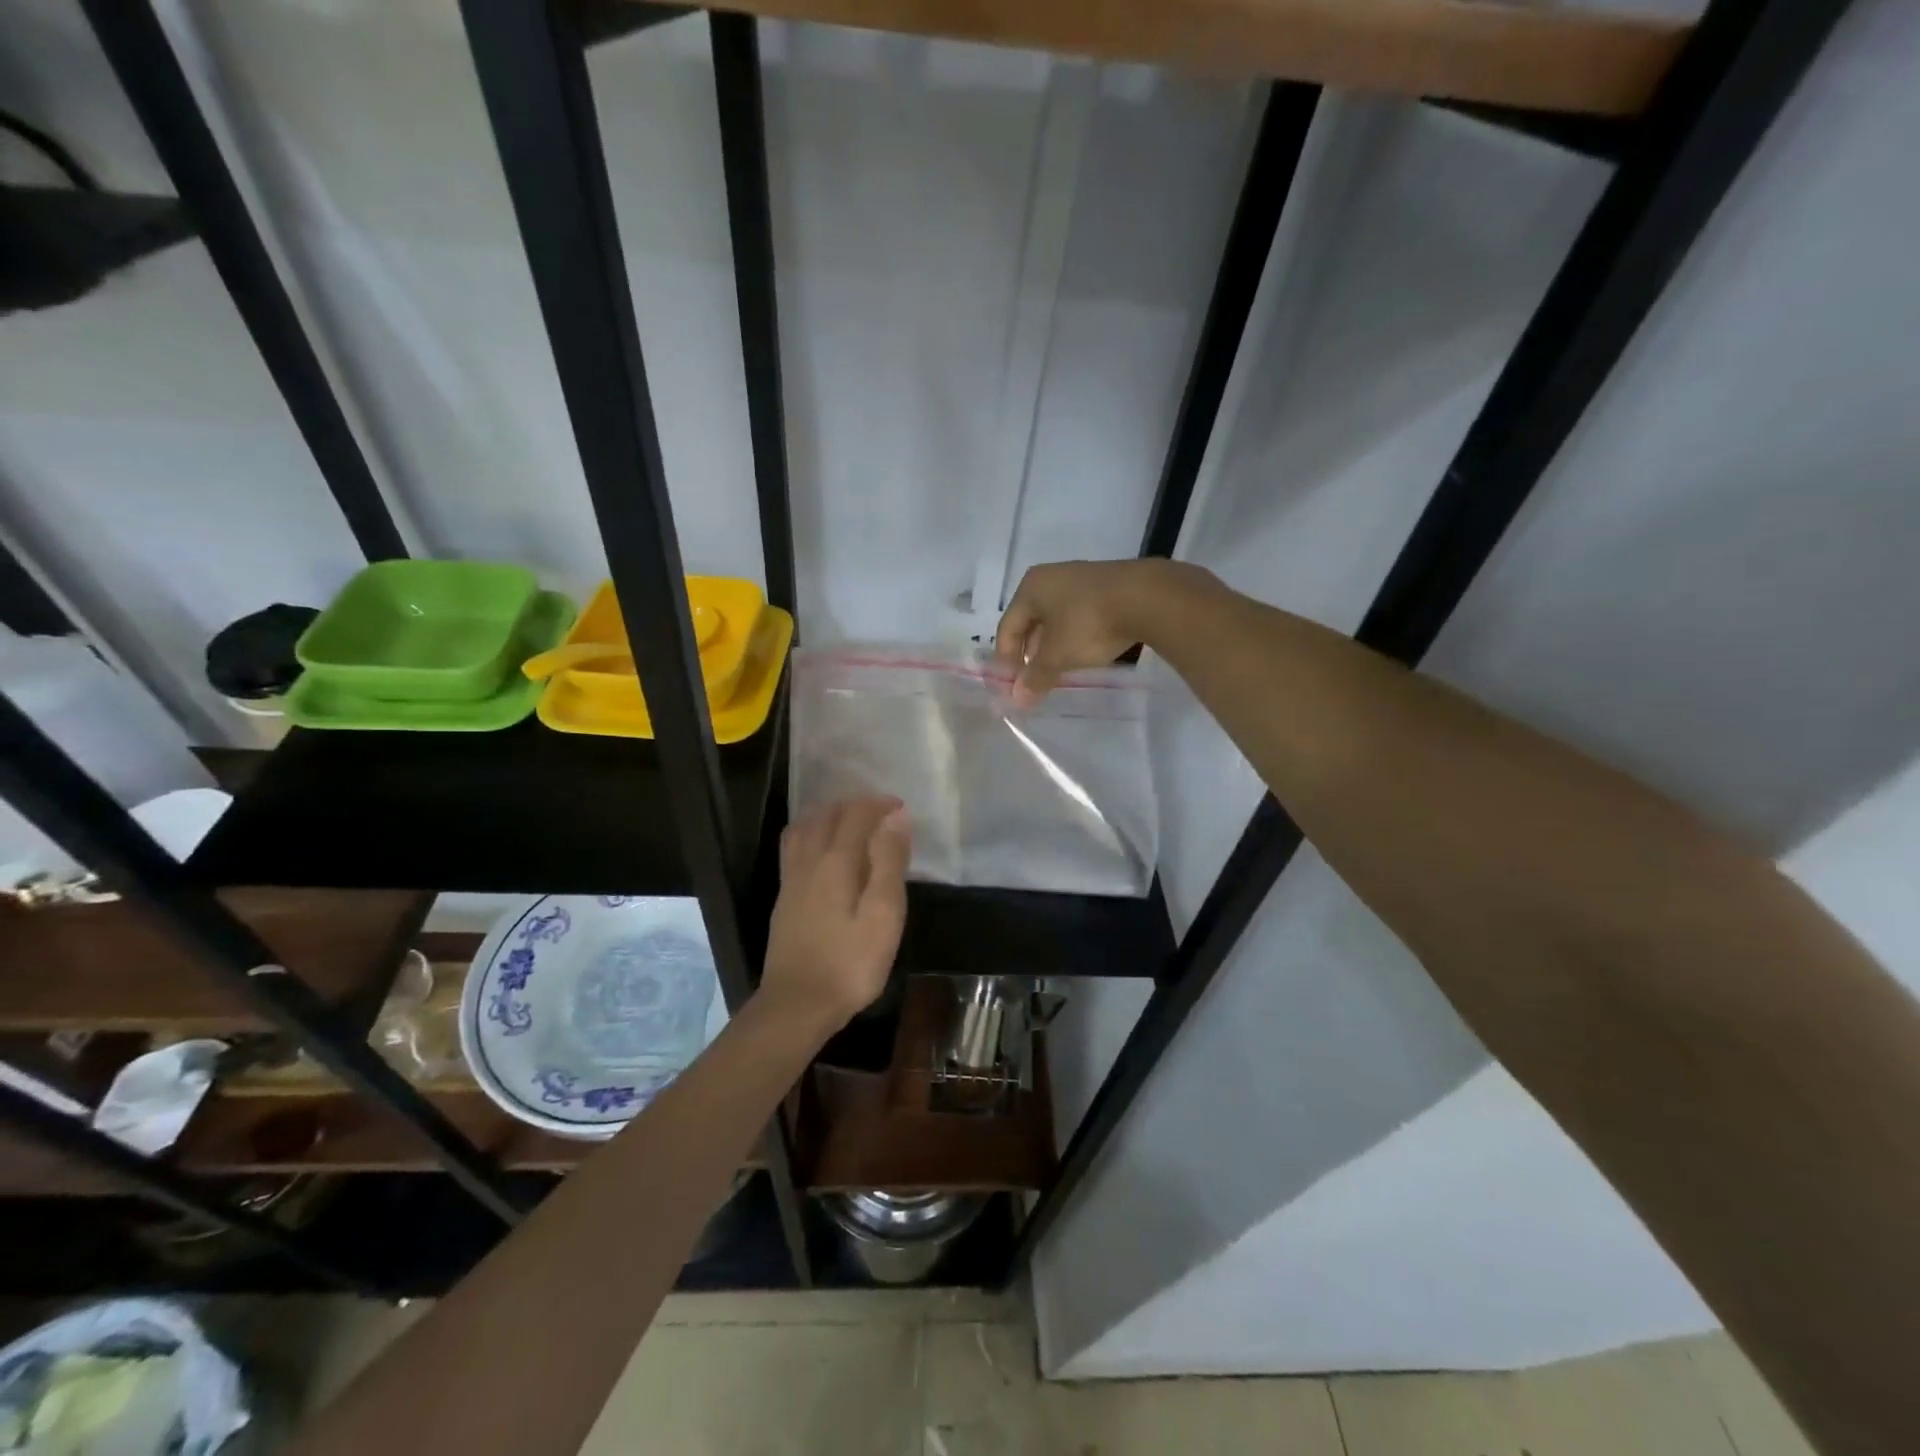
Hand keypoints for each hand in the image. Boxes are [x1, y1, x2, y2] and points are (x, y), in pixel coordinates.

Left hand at [760, 796, 911, 1031]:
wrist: (797, 1004)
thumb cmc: (850, 963)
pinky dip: (810, 832)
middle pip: (826, 815)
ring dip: (828, 815)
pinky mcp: (784, 898)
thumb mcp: (884, 915)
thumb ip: (889, 863)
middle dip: (854, 805)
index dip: (878, 804)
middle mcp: (809, 861)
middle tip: (879, 812)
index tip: (900, 807)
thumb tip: (896, 819)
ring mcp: (791, 879)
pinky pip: (794, 846)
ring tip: (849, 821)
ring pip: (804, 827)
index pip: (856, 815)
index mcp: (836, 861)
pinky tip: (821, 850)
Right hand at [996, 559, 1205, 704]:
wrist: (1147, 597)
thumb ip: (1036, 677)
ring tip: (1059, 670)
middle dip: (1030, 654)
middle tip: (1035, 680)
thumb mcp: (1058, 655)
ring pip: (1056, 618)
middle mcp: (1051, 577)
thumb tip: (1018, 698)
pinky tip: (1085, 653)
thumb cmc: (1089, 623)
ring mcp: (1081, 578)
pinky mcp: (1107, 586)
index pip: (1007, 627)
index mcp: (1031, 587)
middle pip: (1031, 621)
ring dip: (1053, 646)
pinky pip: (1080, 615)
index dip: (1006, 660)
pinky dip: (1076, 636)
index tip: (1013, 687)